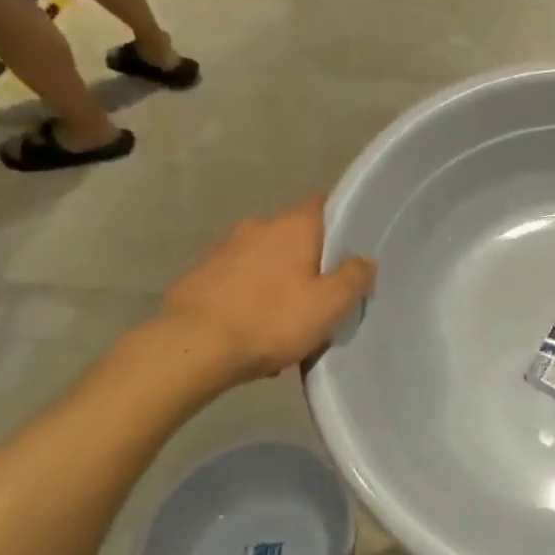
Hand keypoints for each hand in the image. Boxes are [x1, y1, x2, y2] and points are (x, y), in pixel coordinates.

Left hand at [118, 198, 375, 411]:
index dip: (339, 223)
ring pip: (263, 261)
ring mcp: (223, 250)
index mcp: (293, 226)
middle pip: (293, 237)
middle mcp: (258, 227)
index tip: (349, 249)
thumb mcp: (329, 305)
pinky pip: (236, 283)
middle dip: (307, 260)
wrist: (190, 349)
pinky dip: (247, 299)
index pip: (323, 204)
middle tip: (320, 295)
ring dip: (274, 282)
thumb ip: (354, 277)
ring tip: (283, 322)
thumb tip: (365, 260)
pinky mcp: (198, 277)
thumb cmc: (270, 320)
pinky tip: (250, 333)